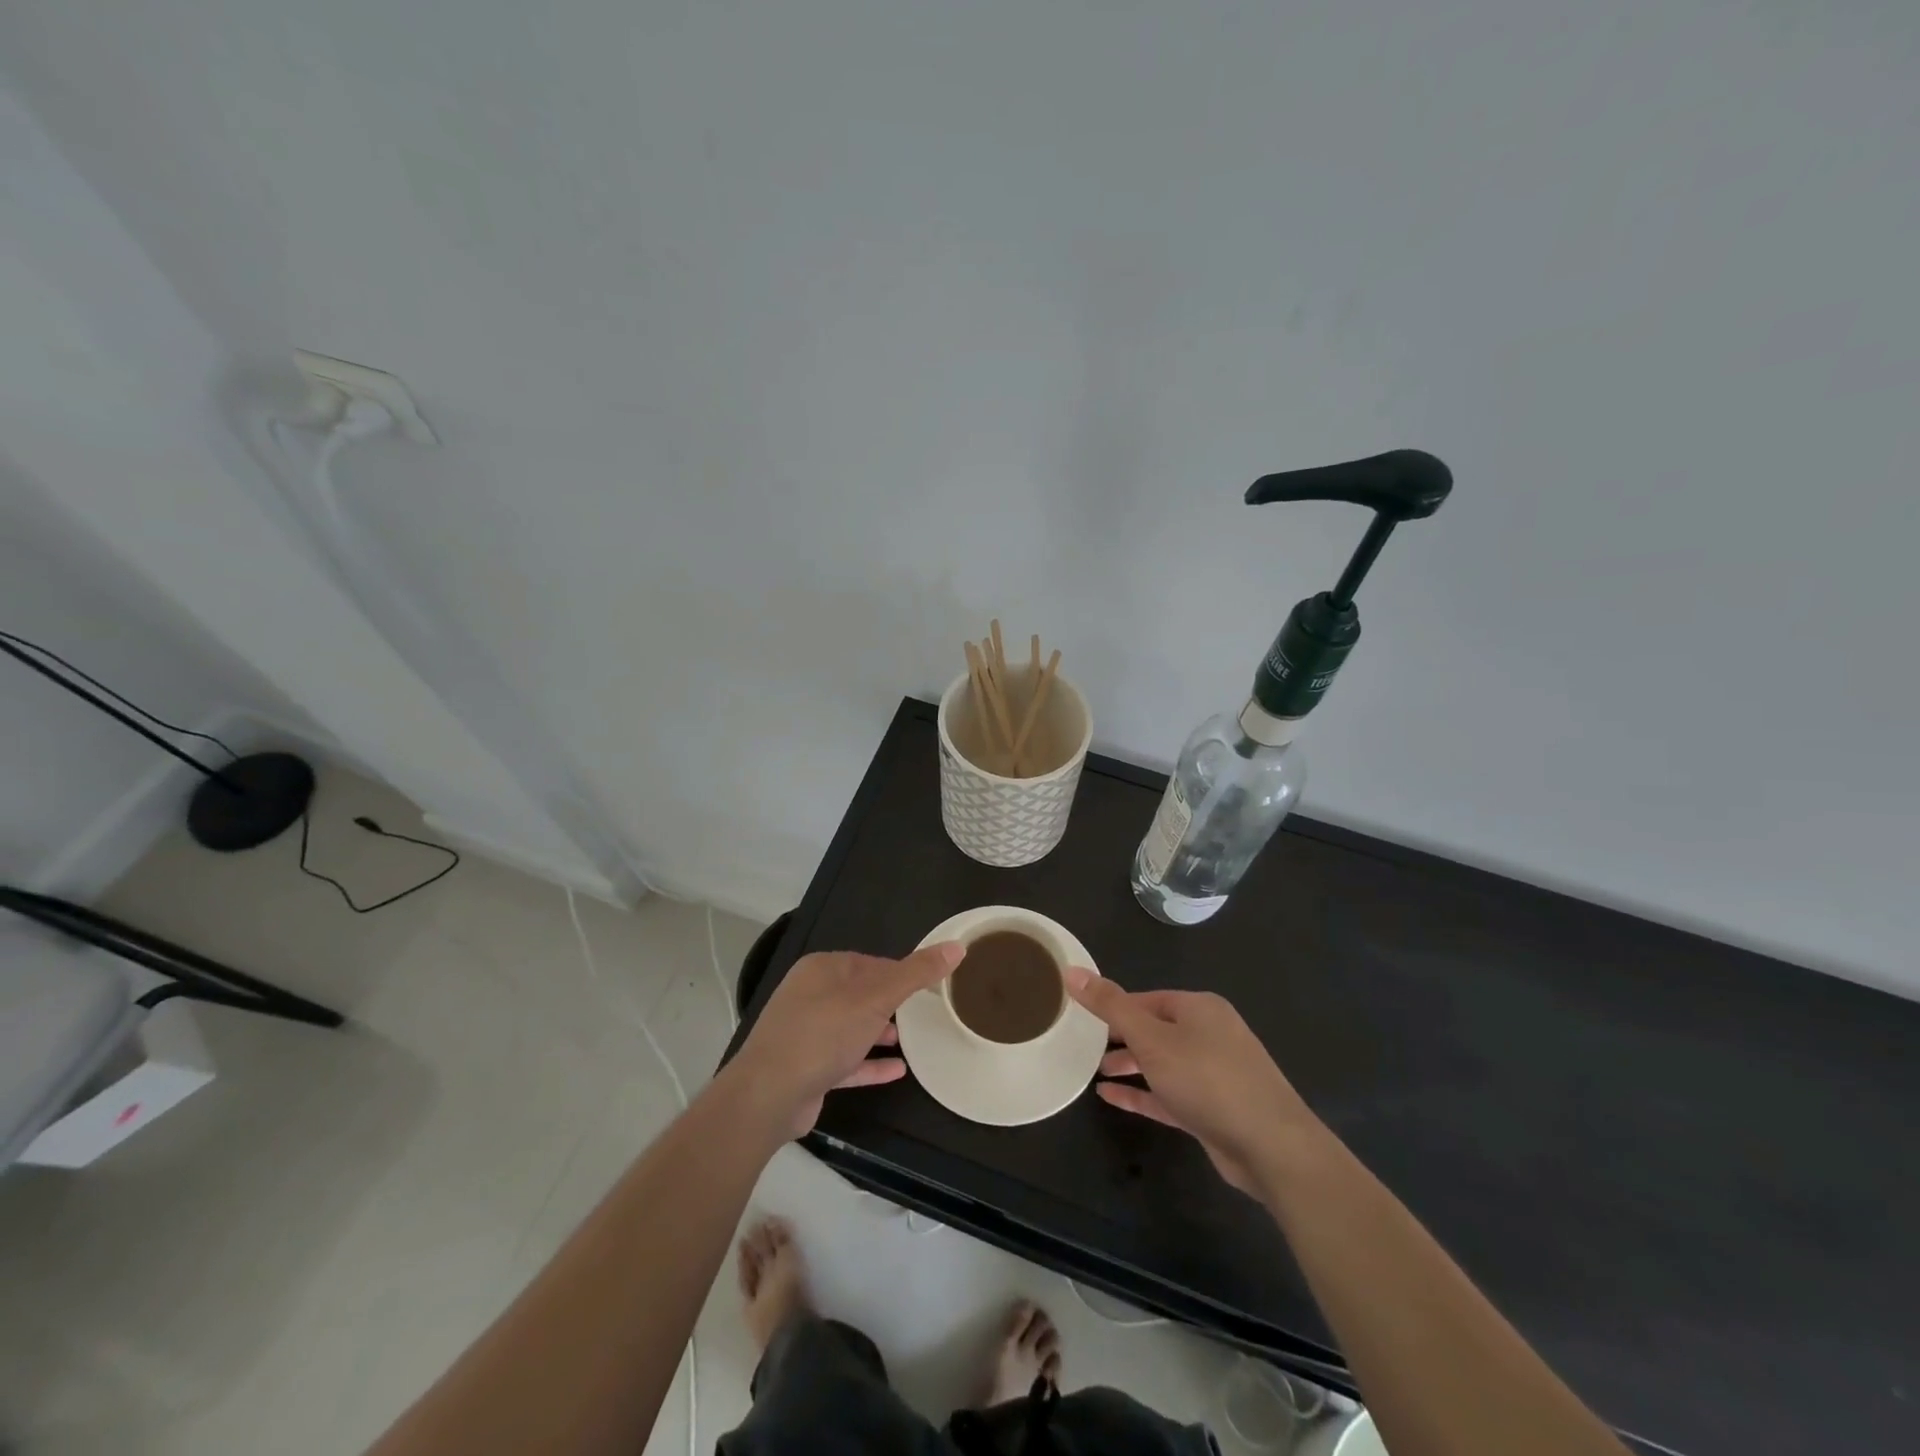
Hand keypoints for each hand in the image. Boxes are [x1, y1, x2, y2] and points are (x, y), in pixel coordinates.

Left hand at [731, 943, 964, 1138]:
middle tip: (925, 1013)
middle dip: (890, 1003)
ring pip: (852, 1028)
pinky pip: (846, 1061)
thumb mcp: (876, 998)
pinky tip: (898, 1070)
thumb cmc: (823, 1033)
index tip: (930, 986)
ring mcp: (806, 1033)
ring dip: (880, 1033)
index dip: (901, 973)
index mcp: (823, 969)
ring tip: (913, 1039)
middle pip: (861, 994)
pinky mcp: (807, 1069)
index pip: (871, 963)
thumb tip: (956, 946)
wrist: (768, 1095)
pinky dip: (870, 1063)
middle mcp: (810, 995)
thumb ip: (916, 973)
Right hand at [1065, 967, 1321, 1195]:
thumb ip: (1111, 1006)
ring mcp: (1214, 1073)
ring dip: (1130, 1066)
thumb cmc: (1208, 1080)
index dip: (1115, 1007)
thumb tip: (1072, 970)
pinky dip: (1142, 1093)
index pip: (1147, 999)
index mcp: (1199, 1008)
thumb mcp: (1151, 1039)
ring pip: (1163, 1063)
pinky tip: (1111, 1098)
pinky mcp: (1213, 1109)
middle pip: (1155, 1029)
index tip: (1083, 1019)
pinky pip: (1169, 1093)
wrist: (1272, 1148)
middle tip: (1084, 1047)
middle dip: (1121, 1038)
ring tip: (1094, 1072)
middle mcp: (1209, 1034)